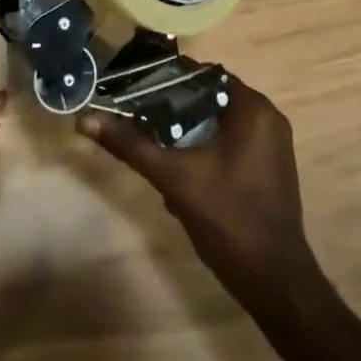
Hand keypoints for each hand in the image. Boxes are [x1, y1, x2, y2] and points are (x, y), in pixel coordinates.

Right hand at [77, 76, 315, 304]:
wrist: (276, 286)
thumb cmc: (229, 220)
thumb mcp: (174, 178)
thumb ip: (130, 145)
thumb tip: (84, 119)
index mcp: (253, 108)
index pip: (201, 74)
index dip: (164, 79)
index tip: (134, 88)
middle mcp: (267, 117)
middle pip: (207, 97)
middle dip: (173, 111)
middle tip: (140, 121)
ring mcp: (272, 144)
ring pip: (215, 121)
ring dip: (186, 133)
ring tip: (156, 148)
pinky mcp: (269, 167)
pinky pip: (229, 140)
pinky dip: (204, 147)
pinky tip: (182, 172)